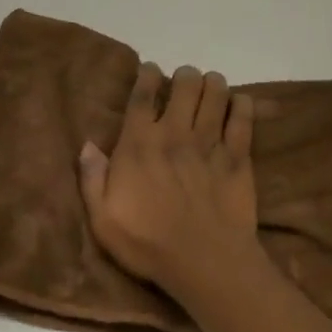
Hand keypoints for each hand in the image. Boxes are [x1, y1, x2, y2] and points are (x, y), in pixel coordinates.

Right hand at [78, 63, 260, 294]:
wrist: (204, 262)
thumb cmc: (147, 244)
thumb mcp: (102, 219)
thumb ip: (92, 179)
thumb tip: (87, 145)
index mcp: (139, 144)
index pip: (142, 96)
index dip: (147, 75)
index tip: (150, 69)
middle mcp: (175, 133)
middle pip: (185, 84)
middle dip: (185, 76)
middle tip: (184, 82)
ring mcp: (209, 143)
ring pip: (216, 93)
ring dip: (213, 84)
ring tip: (211, 88)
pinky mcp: (237, 157)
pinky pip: (243, 118)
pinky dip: (242, 104)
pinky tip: (239, 103)